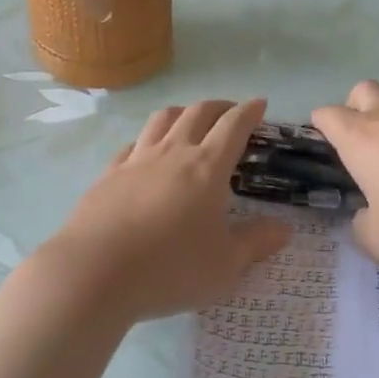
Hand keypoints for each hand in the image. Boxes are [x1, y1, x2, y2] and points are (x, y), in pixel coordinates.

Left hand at [42, 99, 290, 322]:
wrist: (94, 273)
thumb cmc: (170, 268)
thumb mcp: (224, 265)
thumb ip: (255, 243)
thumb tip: (284, 228)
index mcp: (207, 167)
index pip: (234, 125)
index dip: (250, 111)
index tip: (260, 104)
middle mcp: (173, 152)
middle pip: (198, 112)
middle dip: (219, 106)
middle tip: (230, 112)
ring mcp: (137, 160)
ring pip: (163, 119)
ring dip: (183, 112)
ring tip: (190, 120)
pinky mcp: (108, 174)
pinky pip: (133, 144)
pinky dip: (148, 140)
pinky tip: (146, 153)